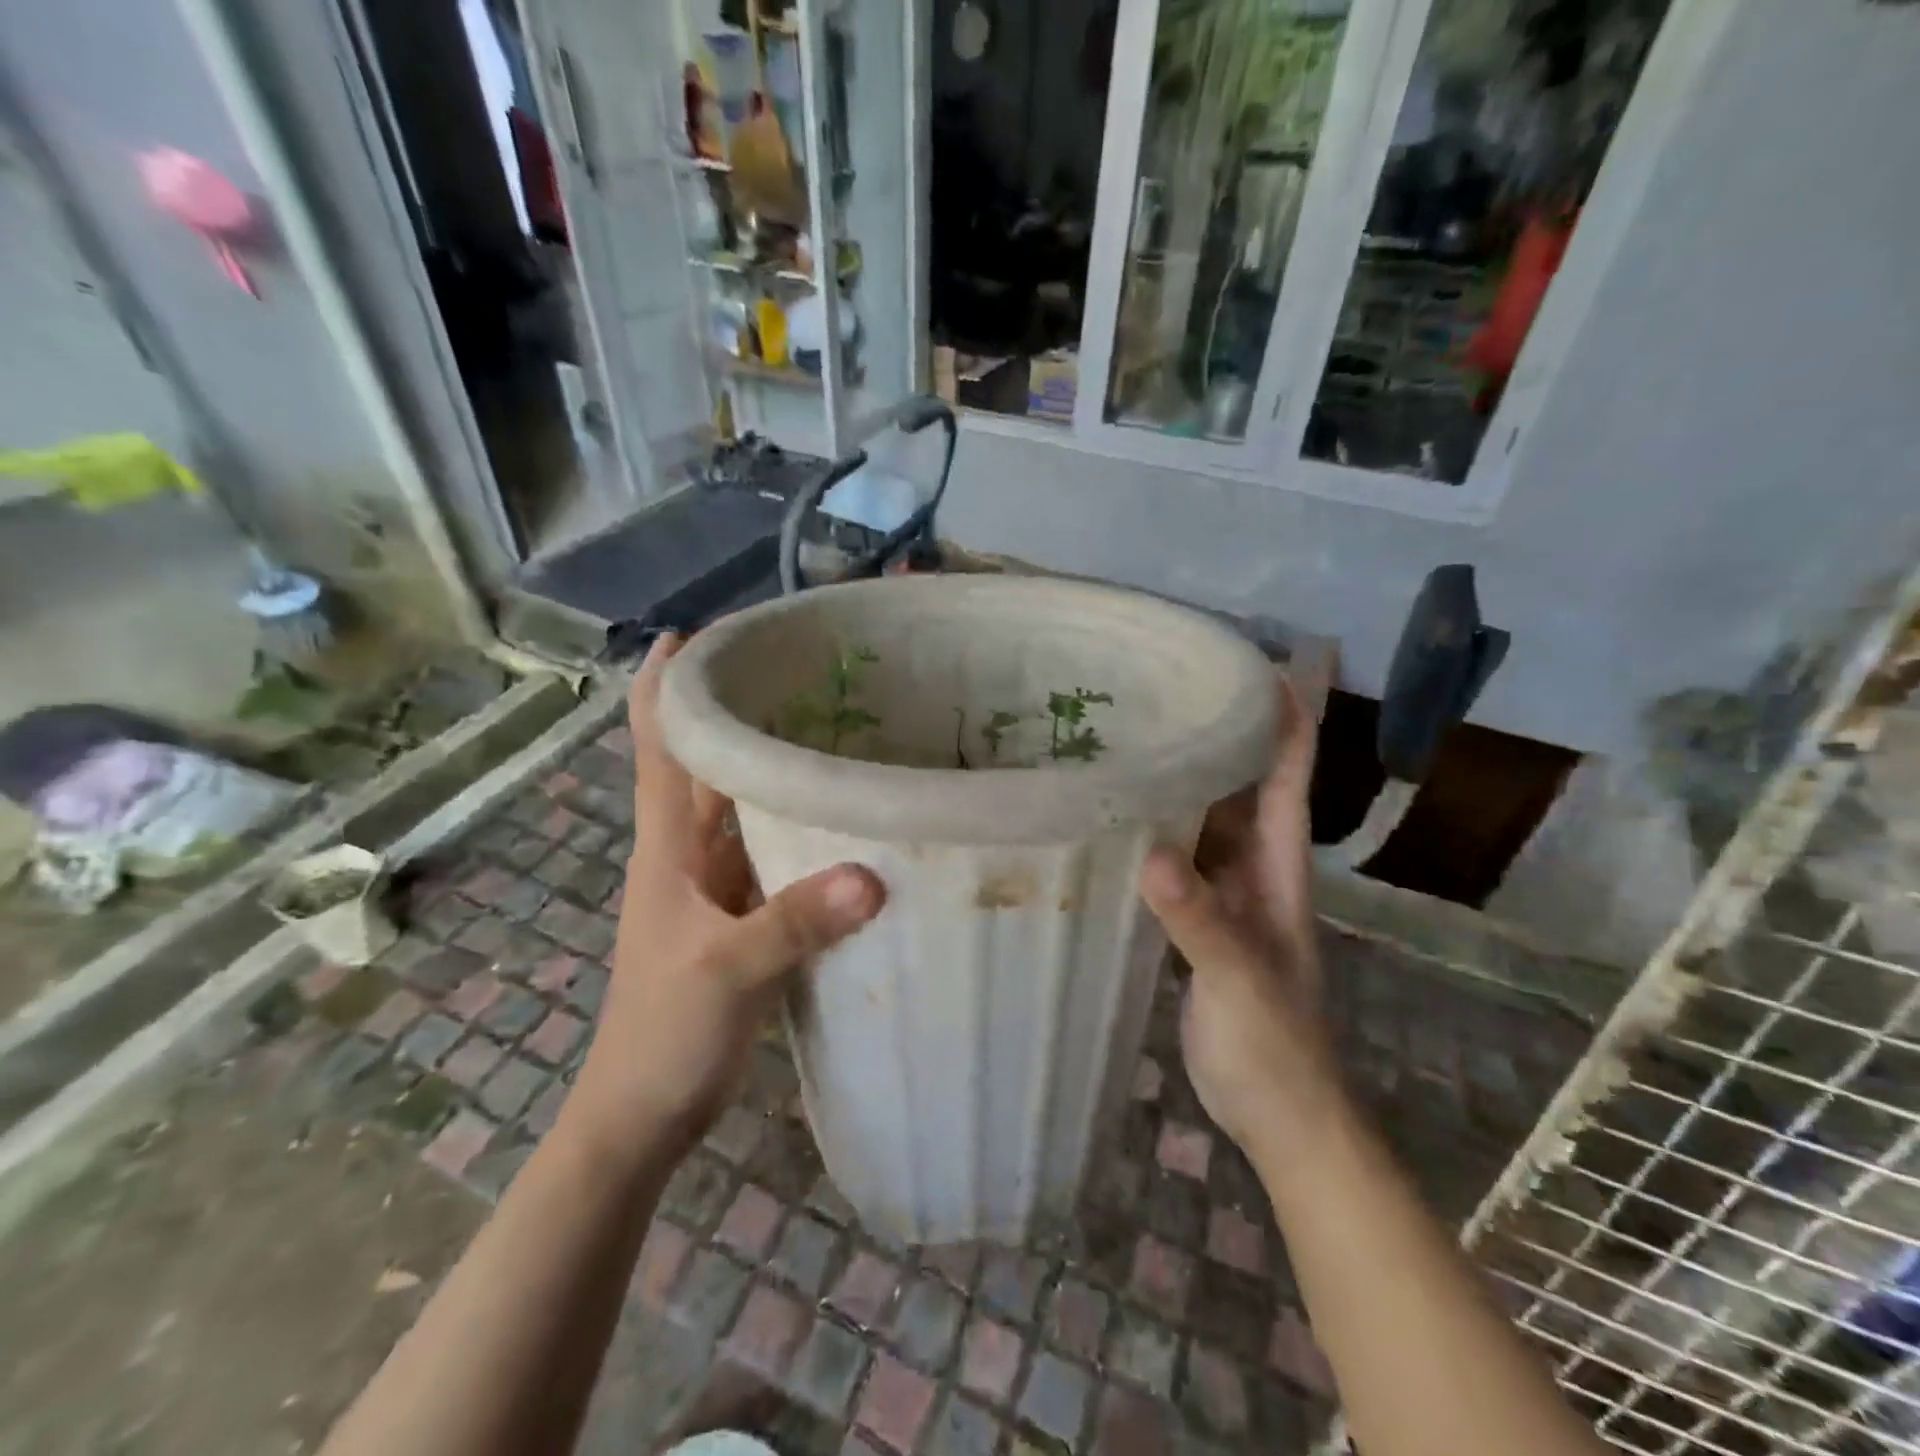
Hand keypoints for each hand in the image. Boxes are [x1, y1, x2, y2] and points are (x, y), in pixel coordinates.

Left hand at [568, 635, 883, 1161]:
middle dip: (737, 711)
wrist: (644, 1110)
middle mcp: (688, 851)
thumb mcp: (728, 971)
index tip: (698, 632)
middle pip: (706, 762)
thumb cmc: (665, 1032)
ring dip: (771, 766)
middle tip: (801, 670)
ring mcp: (715, 884)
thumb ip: (796, 921)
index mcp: (668, 846)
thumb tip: (874, 874)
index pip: (657, 744)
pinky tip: (840, 814)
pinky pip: (770, 851)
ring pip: (742, 805)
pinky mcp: (741, 914)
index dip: (665, 684)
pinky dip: (796, 824)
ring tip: (831, 724)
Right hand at [1137, 649, 1339, 1153]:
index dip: (1284, 717)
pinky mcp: (1196, 919)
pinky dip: (1153, 831)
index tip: (1253, 663)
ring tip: (1130, 735)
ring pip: (1204, 819)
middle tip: (1163, 687)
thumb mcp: (1239, 978)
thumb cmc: (1275, 1045)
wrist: (1279, 1114)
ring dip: (1180, 779)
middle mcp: (1253, 867)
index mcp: (1278, 866)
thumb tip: (1151, 855)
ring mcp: (1224, 893)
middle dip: (1217, 732)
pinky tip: (1115, 816)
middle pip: (1241, 784)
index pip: (1288, 775)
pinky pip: (1176, 858)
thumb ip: (1198, 919)